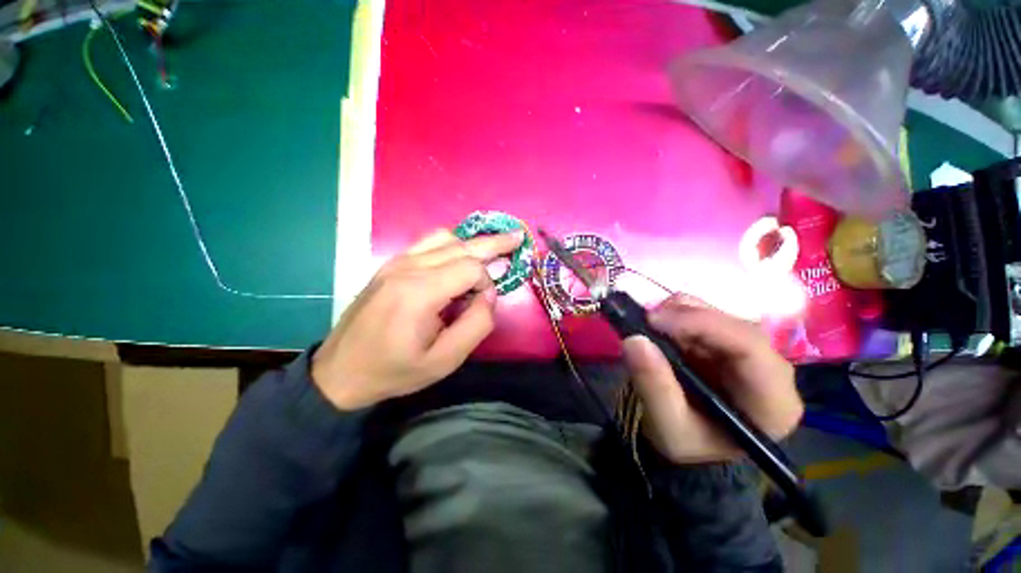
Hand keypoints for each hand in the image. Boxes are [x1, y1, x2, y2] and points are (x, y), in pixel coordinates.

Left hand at [312, 229, 523, 409]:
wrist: (341, 371)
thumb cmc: (395, 370)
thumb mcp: (445, 360)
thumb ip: (476, 324)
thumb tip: (489, 294)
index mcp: (419, 292)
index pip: (470, 268)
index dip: (487, 282)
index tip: (484, 303)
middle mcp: (407, 267)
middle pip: (460, 245)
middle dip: (493, 243)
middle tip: (517, 237)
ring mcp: (396, 262)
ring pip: (445, 238)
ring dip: (472, 243)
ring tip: (493, 248)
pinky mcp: (390, 265)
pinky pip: (428, 243)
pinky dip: (452, 244)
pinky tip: (462, 253)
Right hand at [622, 299, 802, 463]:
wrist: (692, 444)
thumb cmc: (687, 443)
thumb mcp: (667, 425)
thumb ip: (653, 386)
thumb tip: (635, 340)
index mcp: (772, 402)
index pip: (750, 348)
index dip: (702, 325)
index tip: (654, 321)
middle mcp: (771, 371)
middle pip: (735, 326)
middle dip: (686, 317)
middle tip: (645, 321)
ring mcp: (751, 353)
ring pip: (720, 315)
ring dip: (680, 314)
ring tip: (650, 328)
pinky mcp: (729, 343)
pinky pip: (706, 316)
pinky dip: (678, 316)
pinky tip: (662, 330)